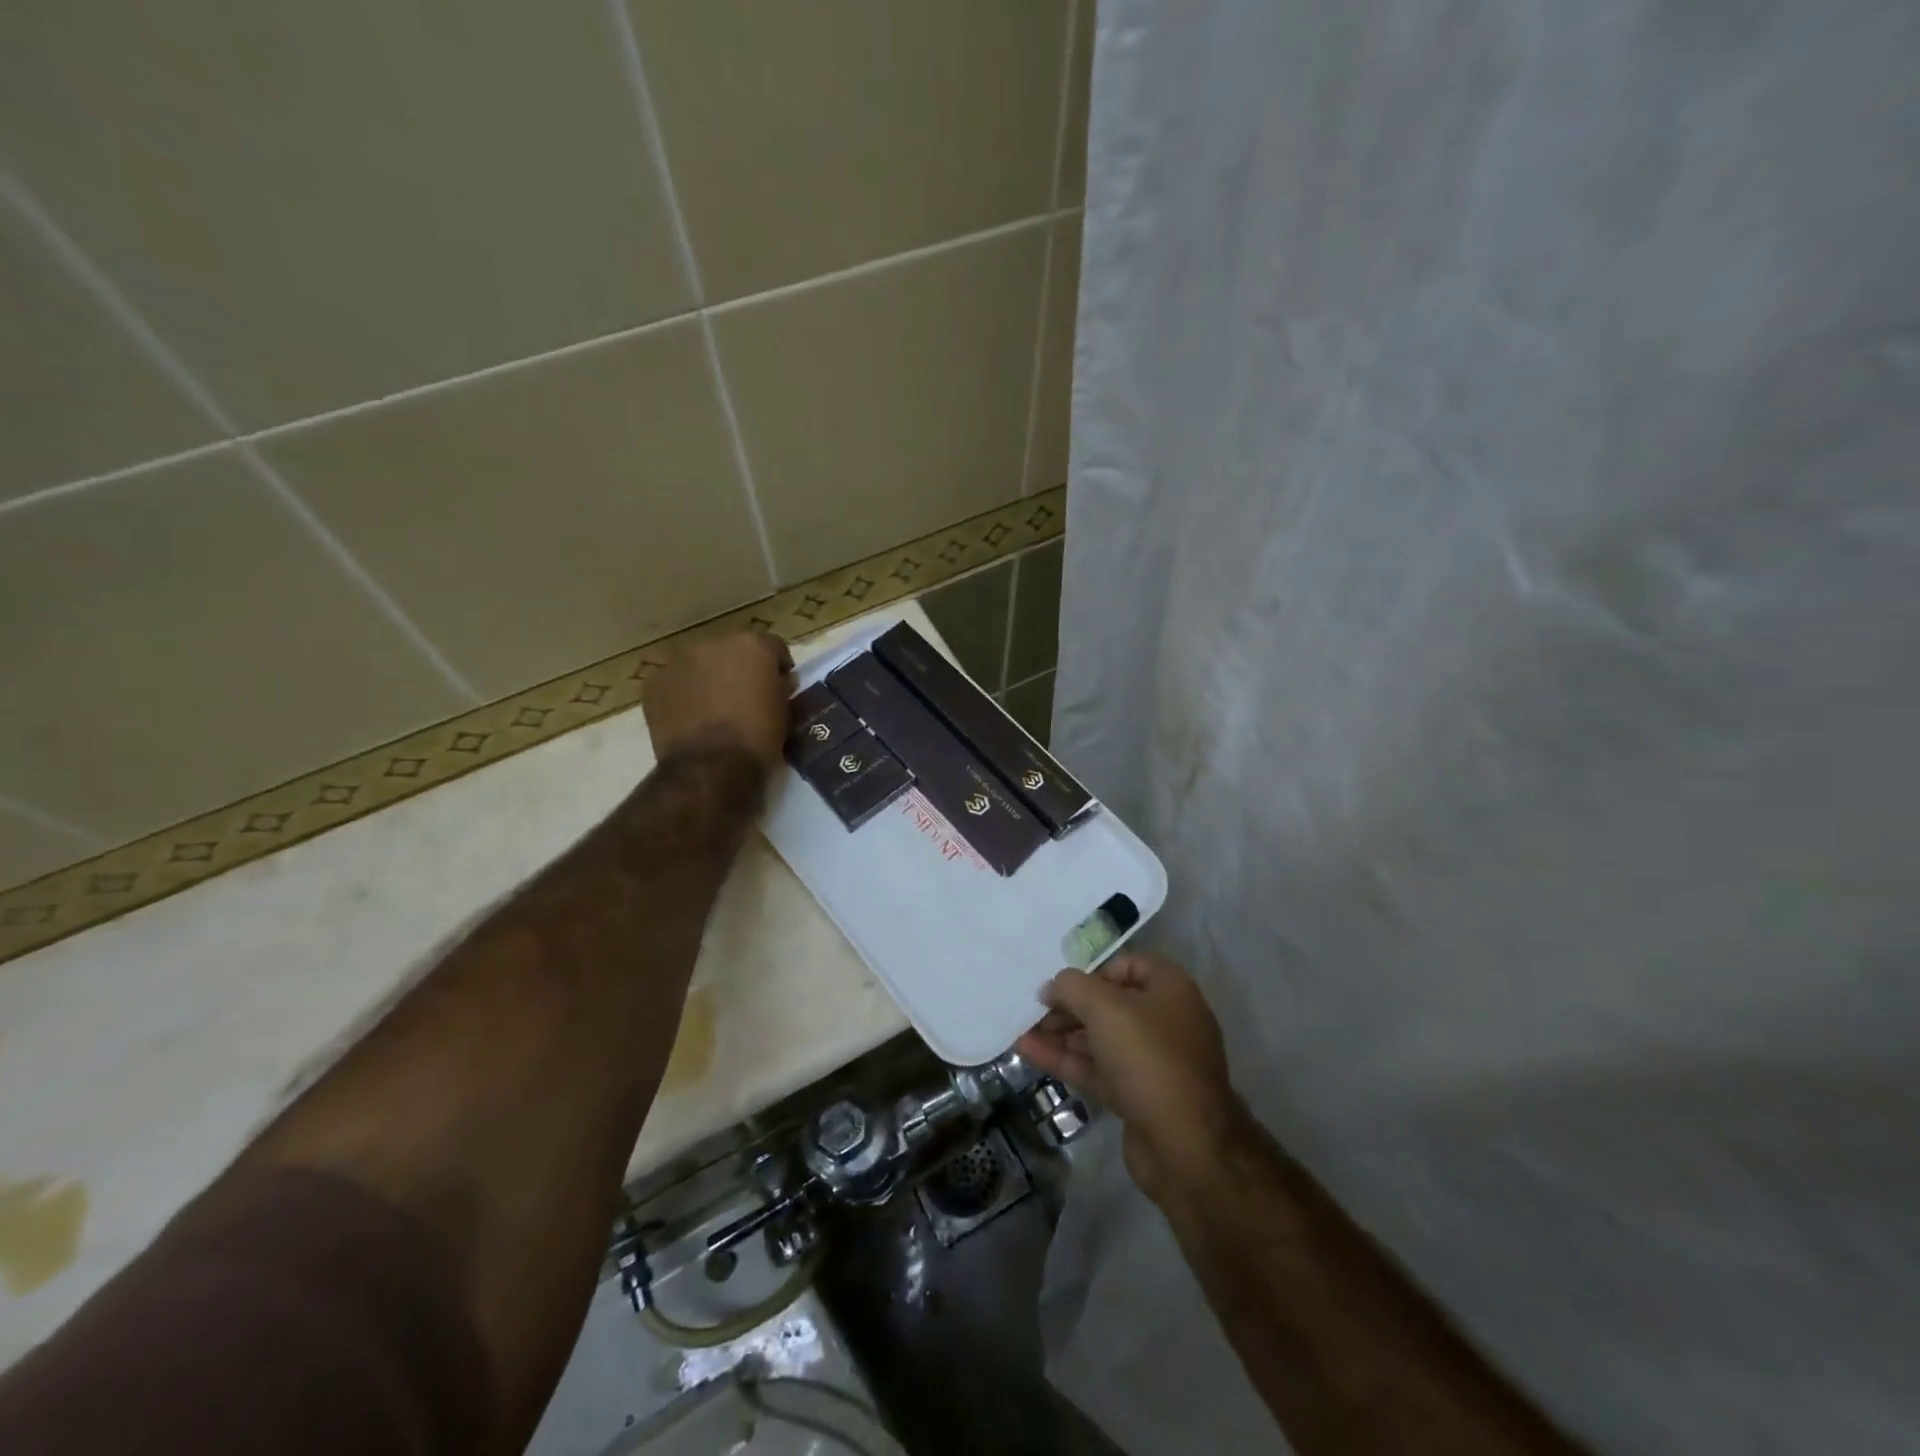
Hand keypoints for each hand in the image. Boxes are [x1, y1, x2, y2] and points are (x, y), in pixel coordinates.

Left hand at [642, 631, 793, 772]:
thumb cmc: (757, 739)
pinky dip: (681, 694)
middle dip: (738, 668)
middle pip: (731, 650)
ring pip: (699, 663)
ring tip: (712, 708)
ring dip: (707, 678)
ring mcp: (679, 660)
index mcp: (752, 645)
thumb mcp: (784, 712)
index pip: (773, 647)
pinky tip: (688, 718)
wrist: (710, 768)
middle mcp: (714, 642)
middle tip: (743, 697)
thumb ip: (781, 687)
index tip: (779, 686)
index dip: (777, 667)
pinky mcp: (654, 682)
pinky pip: (673, 682)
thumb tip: (778, 681)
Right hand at [1016, 951, 1246, 1204]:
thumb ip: (1073, 987)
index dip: (1091, 972)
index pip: (1126, 965)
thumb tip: (1053, 987)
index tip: (1060, 986)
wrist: (1185, 1147)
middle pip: (1109, 1003)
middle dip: (1069, 1006)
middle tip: (1033, 1012)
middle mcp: (1165, 1020)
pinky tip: (1029, 1053)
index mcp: (1170, 990)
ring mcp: (1152, 1061)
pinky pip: (1097, 1068)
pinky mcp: (1137, 1095)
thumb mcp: (1105, 1008)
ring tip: (1021, 1031)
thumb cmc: (1148, 1058)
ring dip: (1061, 1034)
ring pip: (1100, 1038)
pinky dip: (1066, 1059)